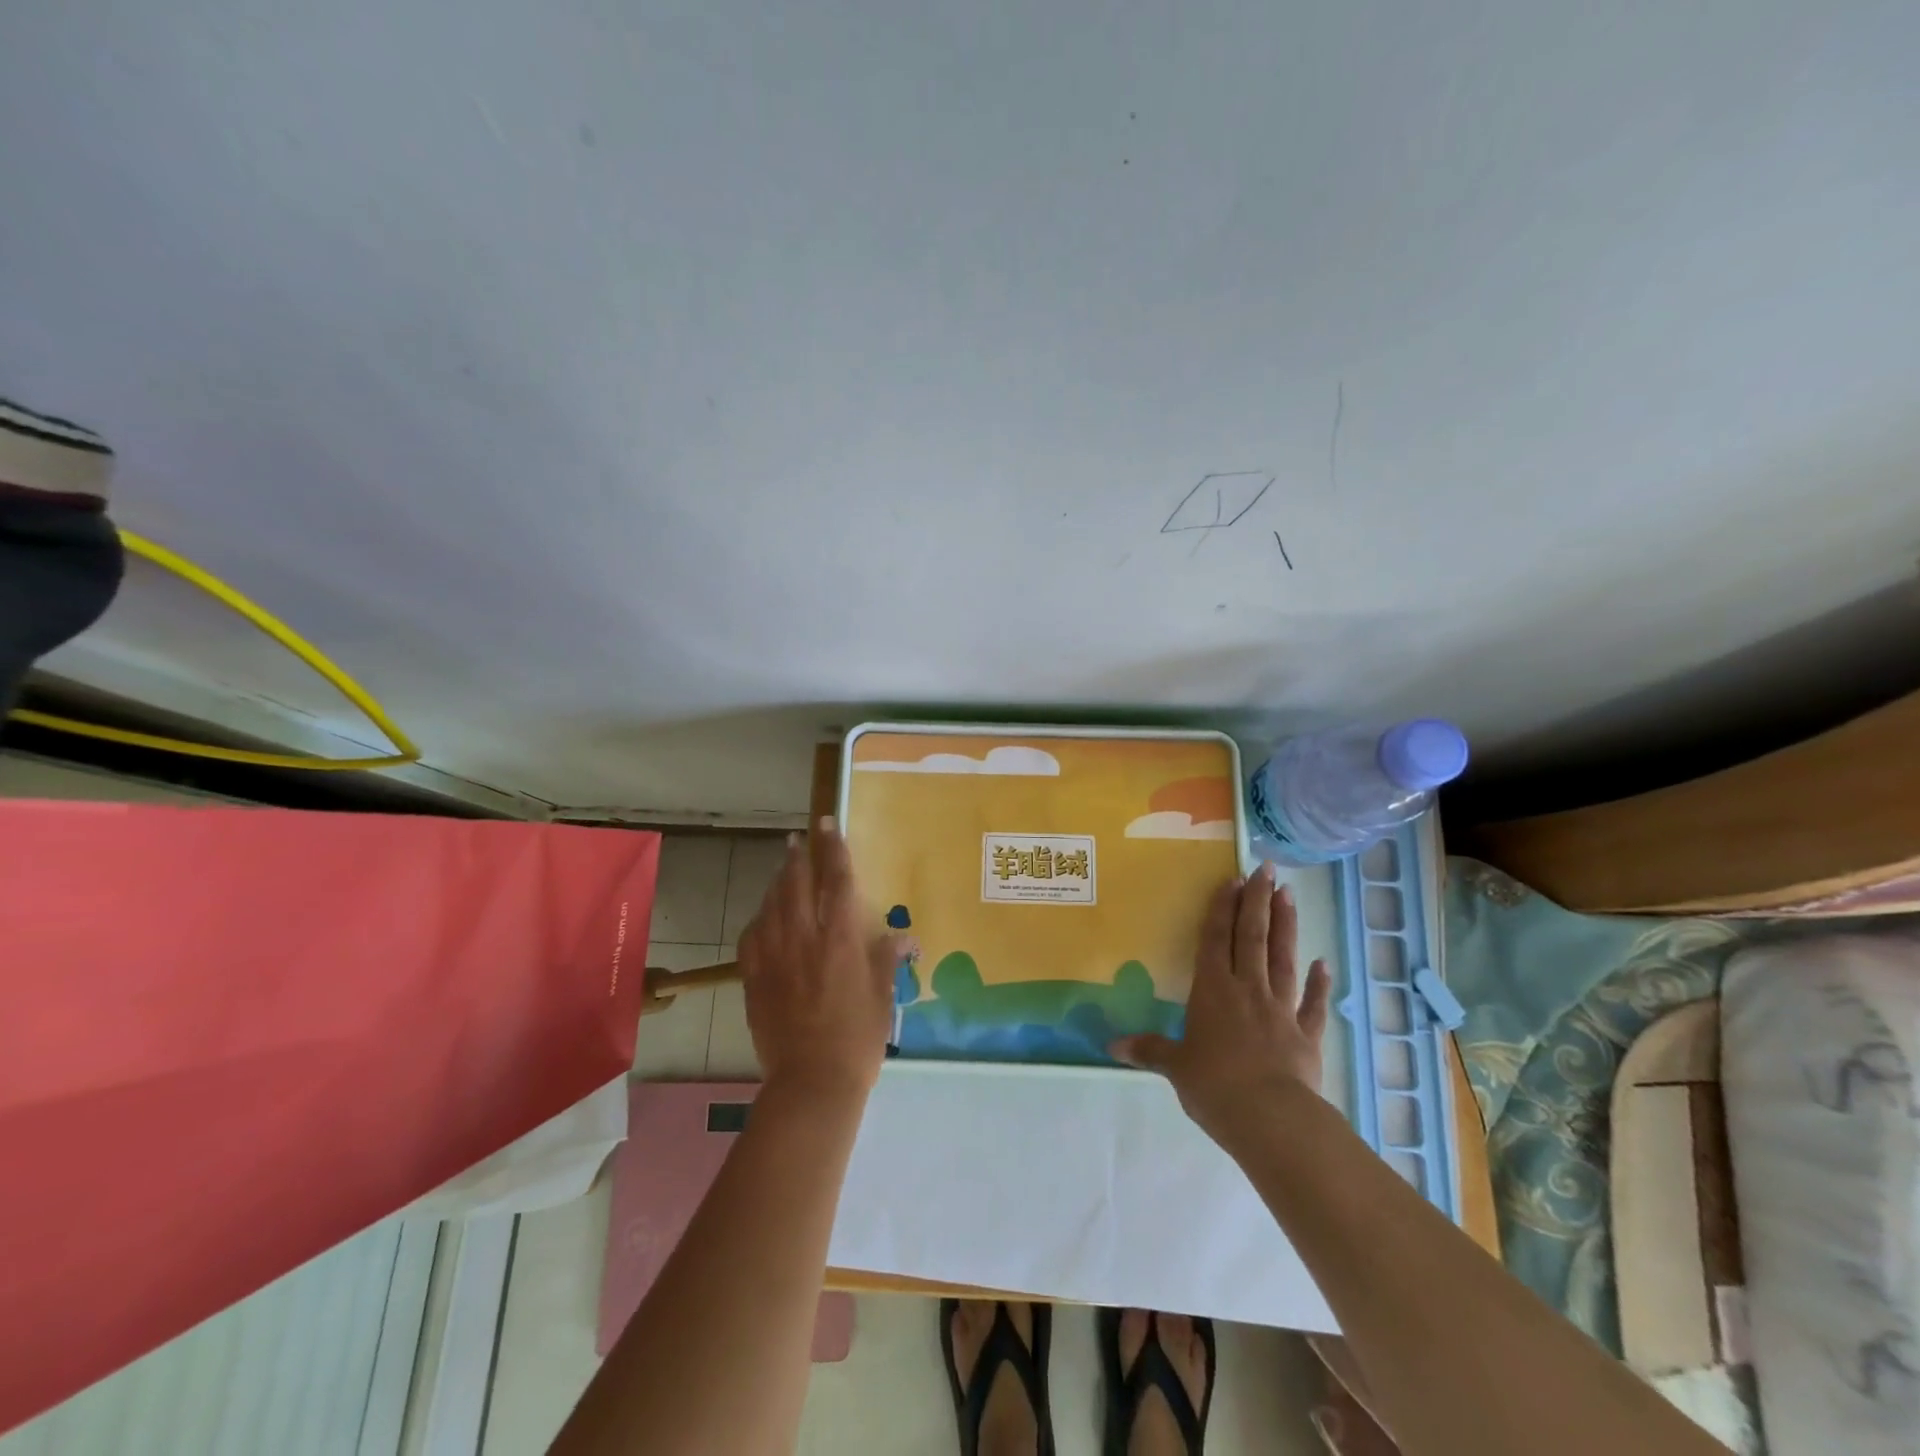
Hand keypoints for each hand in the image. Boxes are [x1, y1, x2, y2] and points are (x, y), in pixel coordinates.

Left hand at [736, 817, 911, 1103]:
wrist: (812, 1082)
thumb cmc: (858, 1038)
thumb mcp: (882, 997)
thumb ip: (888, 960)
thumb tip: (905, 936)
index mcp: (840, 940)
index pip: (836, 881)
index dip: (833, 848)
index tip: (828, 825)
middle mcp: (804, 939)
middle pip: (796, 884)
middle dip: (798, 856)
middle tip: (798, 838)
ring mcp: (774, 957)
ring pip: (771, 905)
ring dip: (777, 882)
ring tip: (783, 868)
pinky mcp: (754, 978)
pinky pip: (752, 936)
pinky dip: (759, 919)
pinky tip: (764, 917)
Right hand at [1111, 864, 1331, 1154]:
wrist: (1271, 1118)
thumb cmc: (1214, 1085)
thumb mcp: (1175, 1067)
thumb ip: (1148, 1050)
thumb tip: (1110, 1046)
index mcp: (1212, 990)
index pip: (1215, 939)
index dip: (1222, 908)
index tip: (1233, 879)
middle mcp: (1247, 989)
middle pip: (1252, 937)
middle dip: (1258, 902)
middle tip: (1267, 870)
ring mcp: (1280, 1009)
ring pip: (1282, 958)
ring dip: (1286, 926)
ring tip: (1290, 895)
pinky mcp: (1306, 1035)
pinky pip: (1313, 1004)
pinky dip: (1320, 984)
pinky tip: (1324, 963)